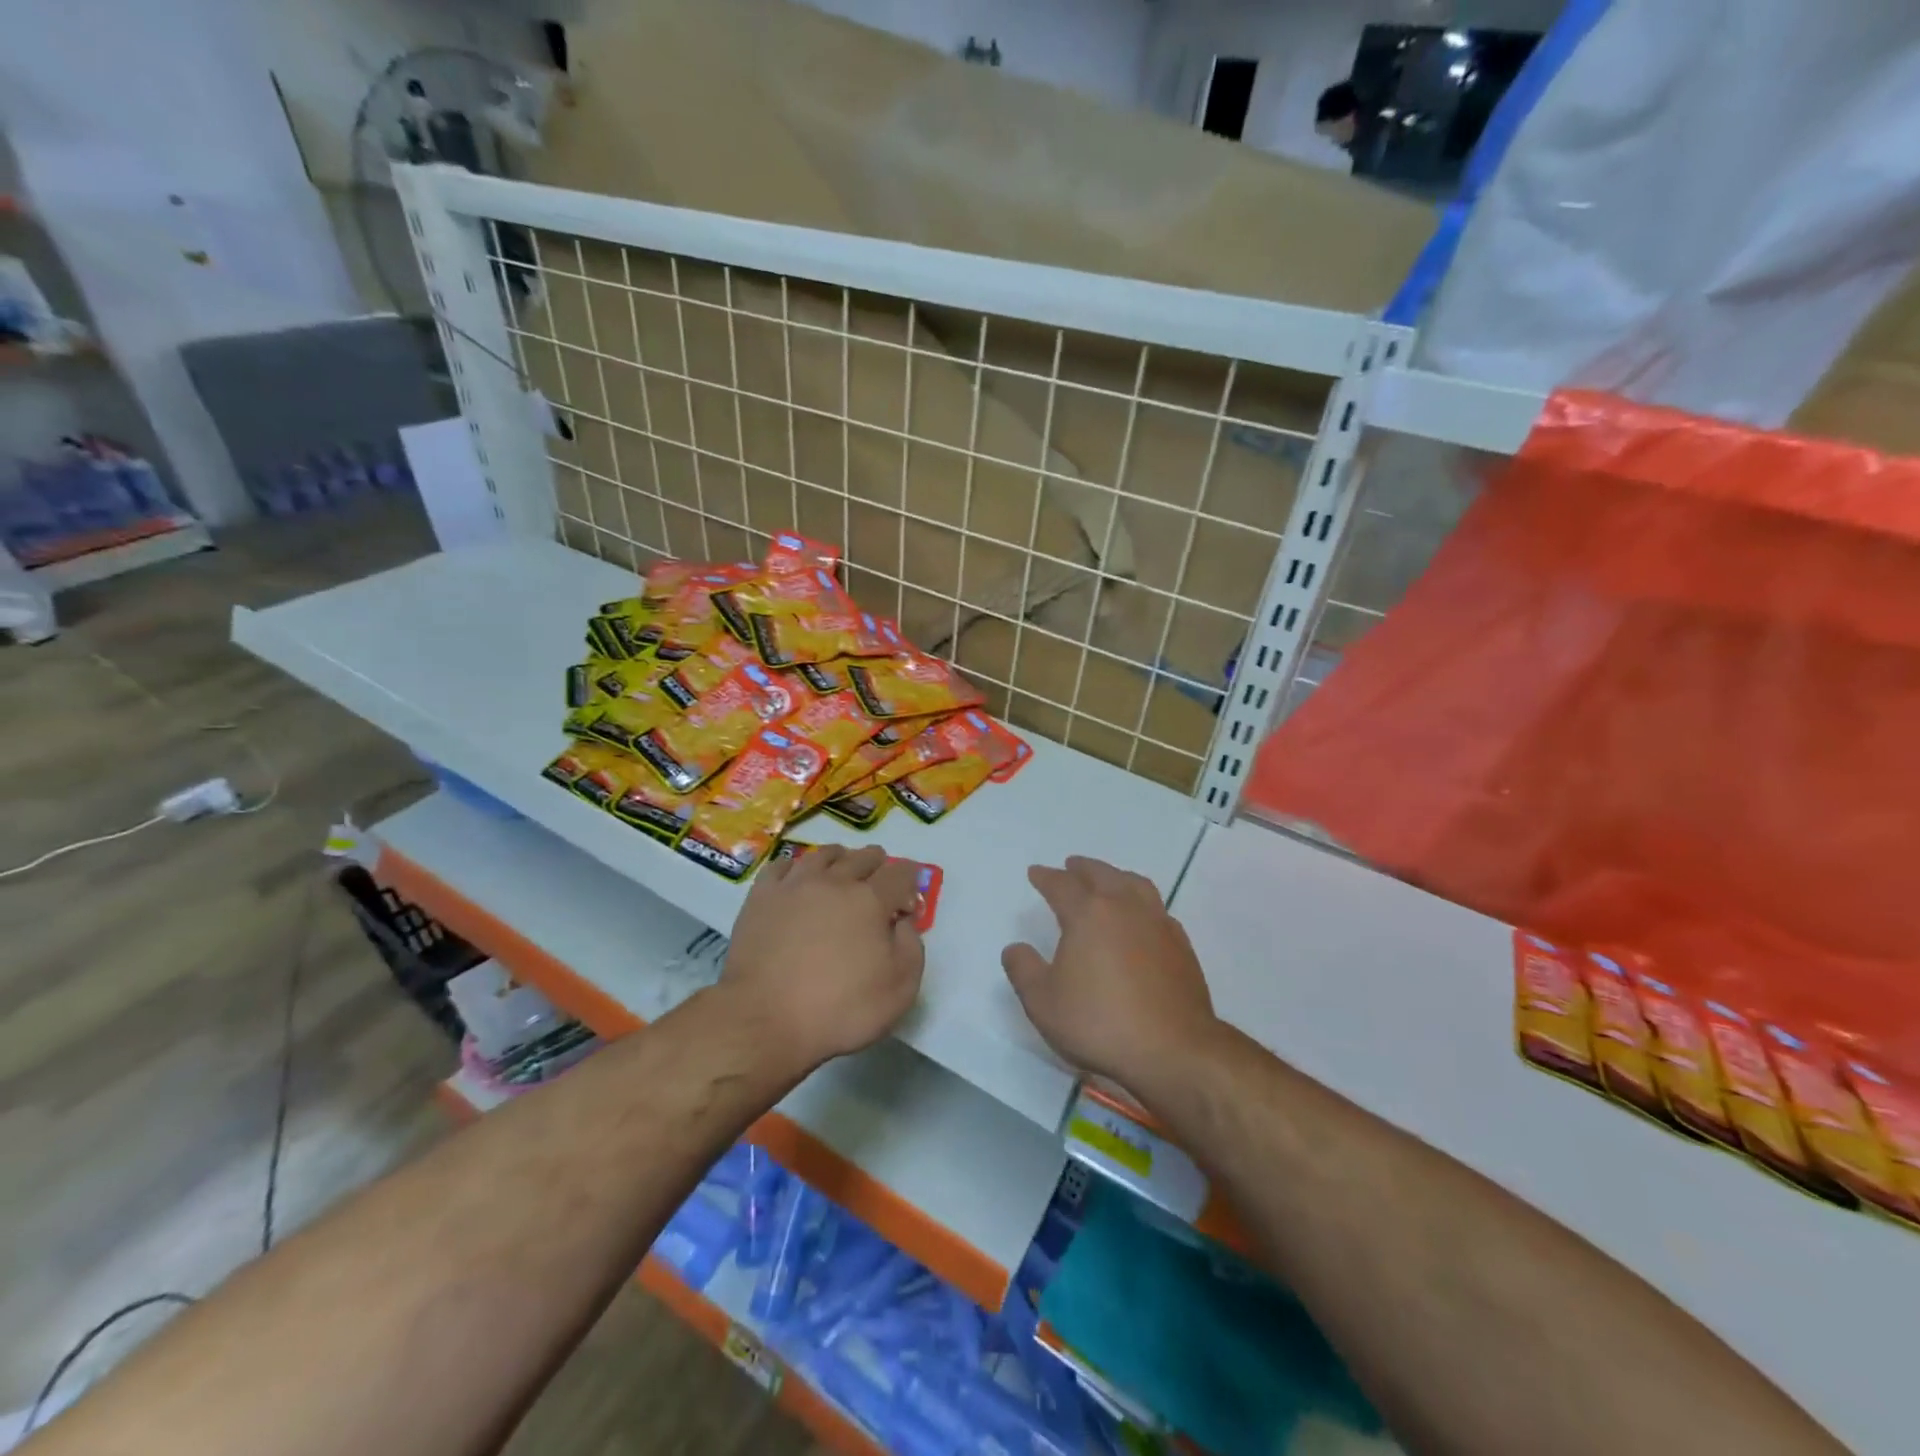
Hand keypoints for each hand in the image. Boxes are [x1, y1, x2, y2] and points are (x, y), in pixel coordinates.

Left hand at [719, 844, 924, 1070]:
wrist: (764, 1019)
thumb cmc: (838, 1009)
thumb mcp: (899, 989)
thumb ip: (911, 947)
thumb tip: (903, 921)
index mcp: (871, 900)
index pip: (900, 874)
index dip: (911, 878)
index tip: (910, 894)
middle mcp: (835, 882)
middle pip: (863, 857)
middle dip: (878, 864)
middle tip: (880, 876)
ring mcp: (795, 885)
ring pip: (823, 855)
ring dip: (841, 857)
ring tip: (843, 866)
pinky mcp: (762, 896)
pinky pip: (782, 865)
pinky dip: (796, 866)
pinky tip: (797, 876)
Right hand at [1001, 856, 1218, 1089]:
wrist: (1173, 1049)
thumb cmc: (1100, 1022)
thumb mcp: (1043, 1002)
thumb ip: (1023, 970)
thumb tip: (1015, 947)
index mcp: (1088, 913)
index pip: (1062, 885)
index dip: (1046, 877)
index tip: (1035, 873)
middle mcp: (1124, 907)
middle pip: (1102, 874)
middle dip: (1082, 868)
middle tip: (1071, 866)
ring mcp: (1157, 923)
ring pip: (1135, 884)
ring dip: (1116, 877)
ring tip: (1107, 880)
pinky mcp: (1181, 945)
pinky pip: (1157, 908)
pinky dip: (1141, 902)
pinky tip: (1140, 917)